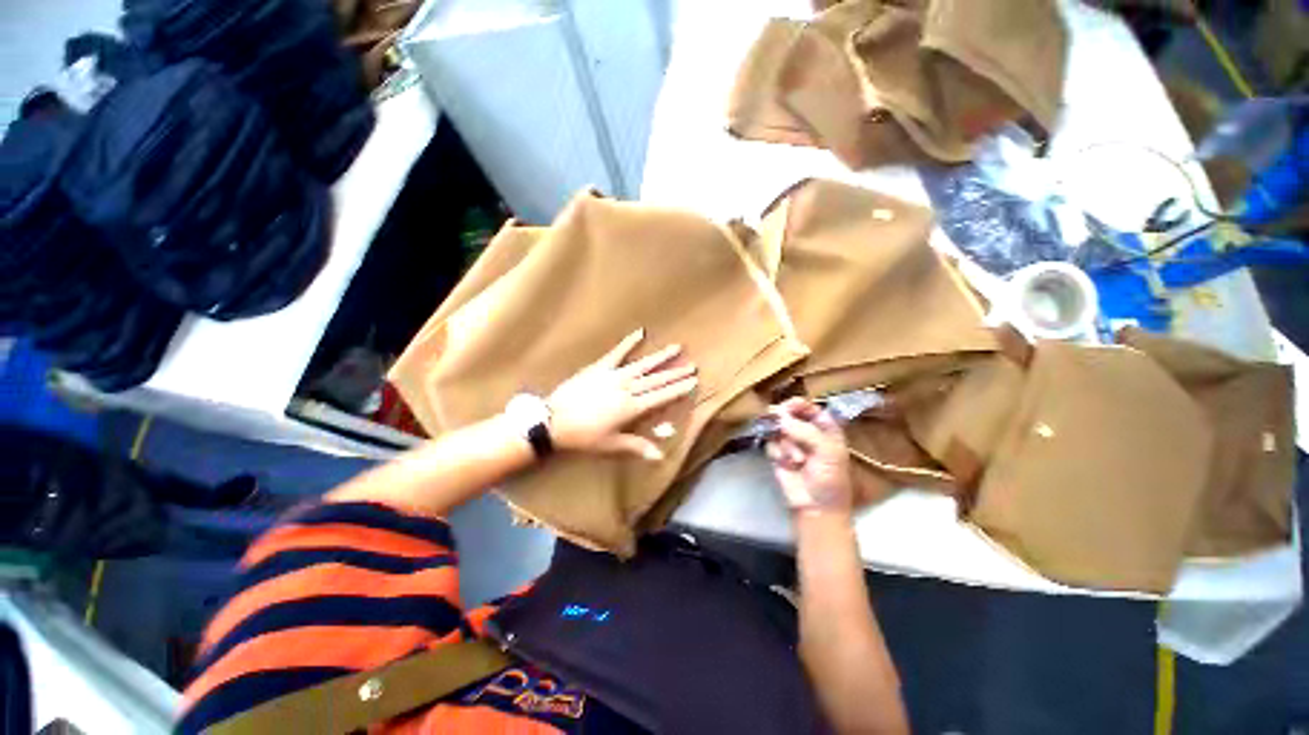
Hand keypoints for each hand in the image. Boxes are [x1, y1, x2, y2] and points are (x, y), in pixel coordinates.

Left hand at [547, 329, 697, 460]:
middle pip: (656, 380)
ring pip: (642, 365)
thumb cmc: (583, 436)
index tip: (693, 381)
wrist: (553, 420)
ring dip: (660, 357)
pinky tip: (640, 332)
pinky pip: (617, 352)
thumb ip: (636, 446)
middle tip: (692, 365)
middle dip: (675, 373)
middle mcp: (627, 388)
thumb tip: (660, 455)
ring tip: (676, 348)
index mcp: (631, 408)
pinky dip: (628, 342)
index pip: (661, 397)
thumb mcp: (610, 445)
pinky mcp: (600, 367)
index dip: (678, 389)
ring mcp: (614, 375)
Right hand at [766, 398, 853, 514]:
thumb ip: (806, 432)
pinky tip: (787, 464)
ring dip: (785, 443)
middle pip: (788, 414)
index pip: (809, 407)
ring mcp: (790, 442)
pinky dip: (777, 452)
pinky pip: (770, 443)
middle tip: (783, 427)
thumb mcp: (827, 452)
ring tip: (797, 460)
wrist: (816, 507)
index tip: (788, 407)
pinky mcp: (777, 453)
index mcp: (824, 427)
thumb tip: (781, 419)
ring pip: (777, 429)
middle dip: (785, 422)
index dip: (798, 404)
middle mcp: (805, 431)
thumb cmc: (830, 479)